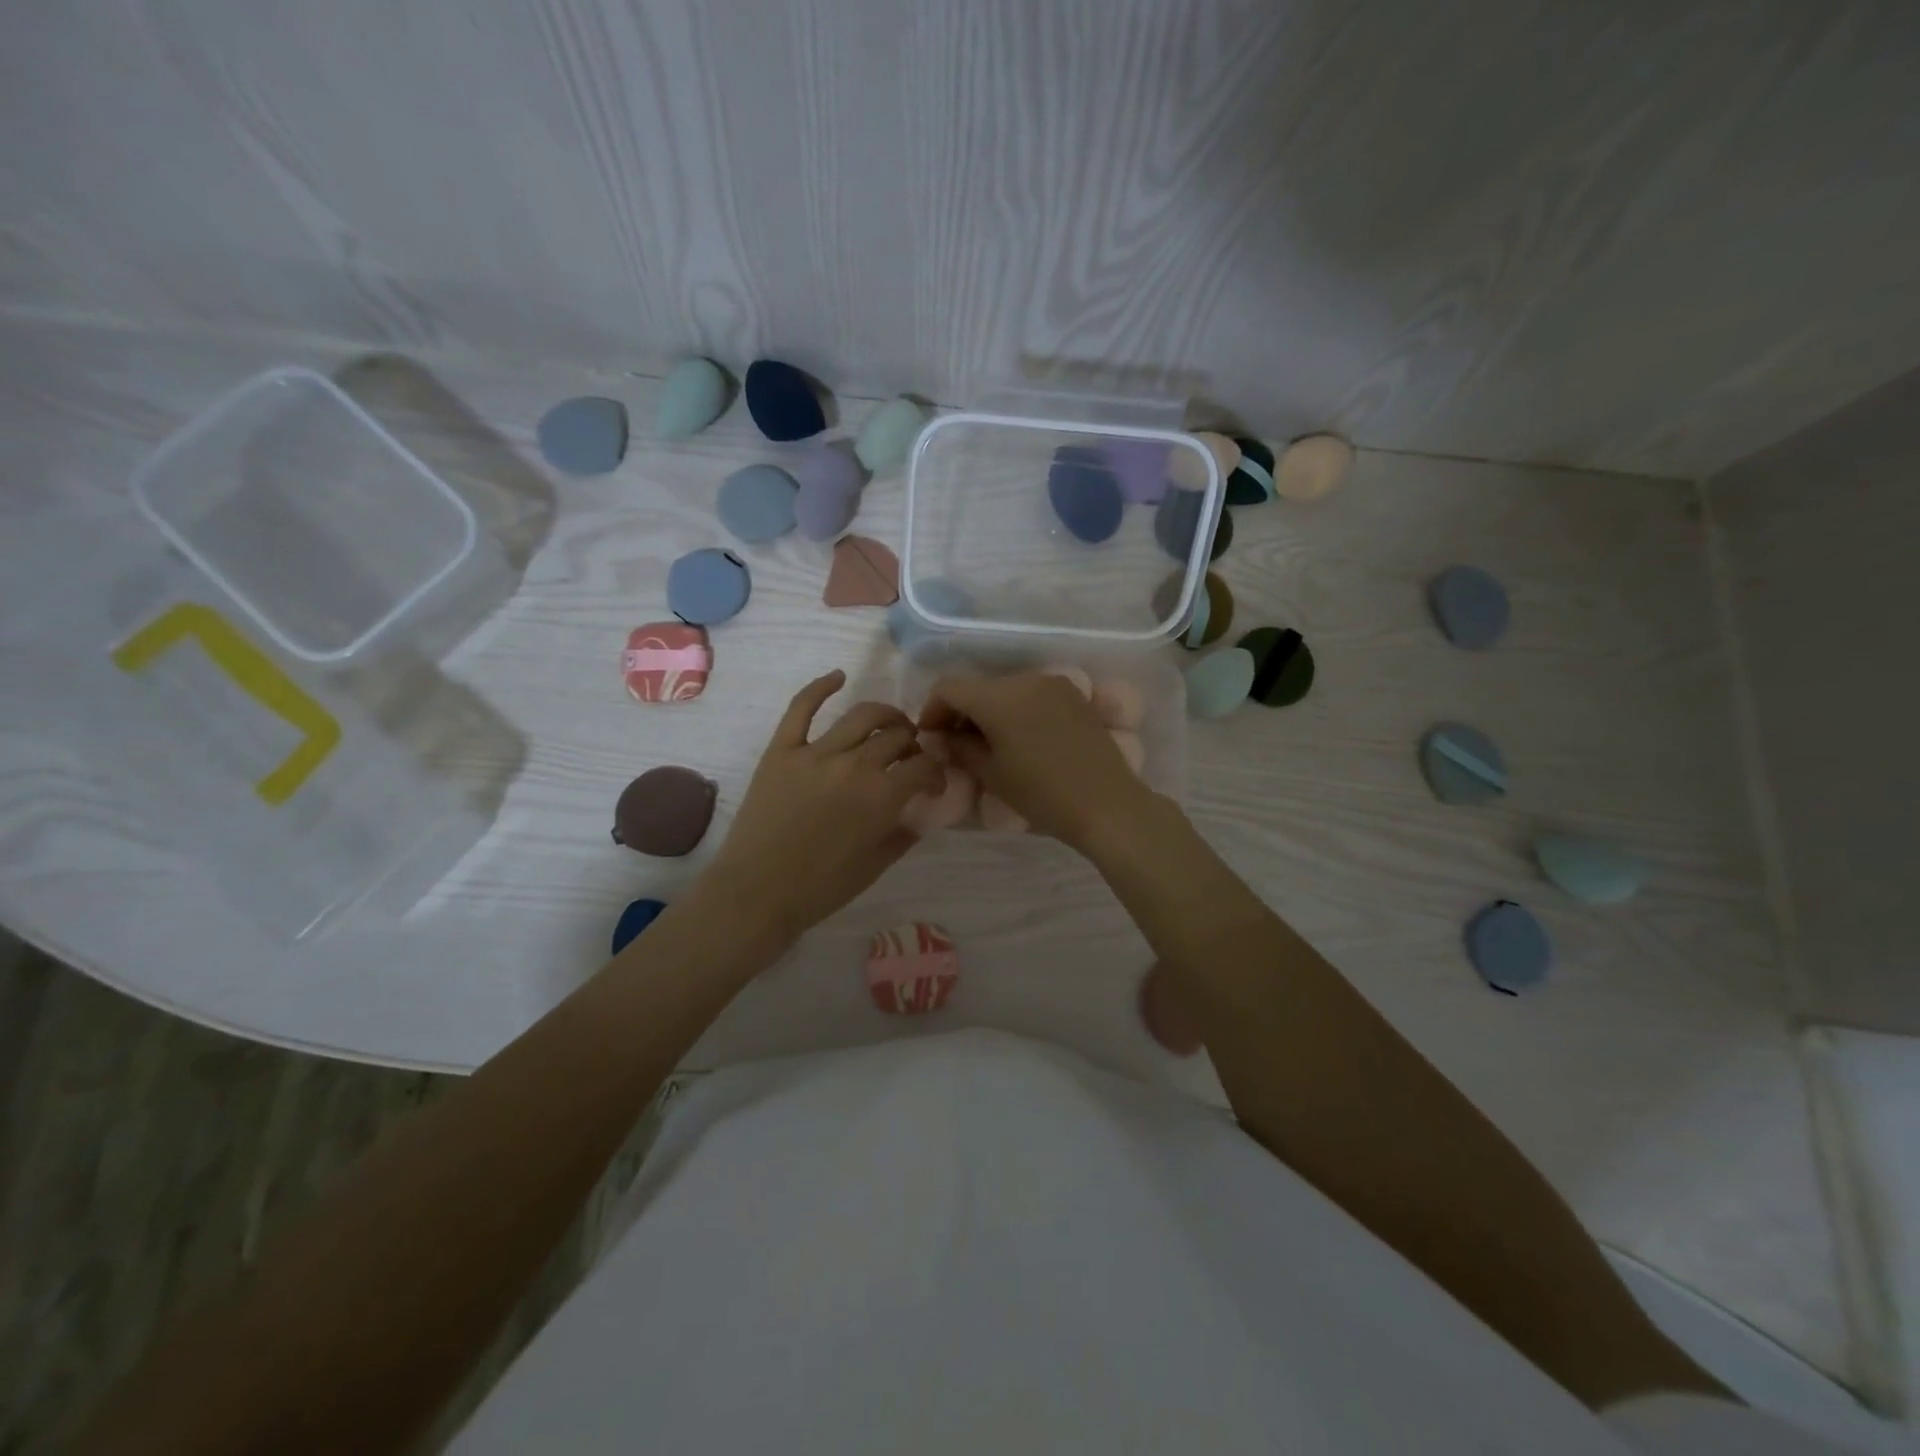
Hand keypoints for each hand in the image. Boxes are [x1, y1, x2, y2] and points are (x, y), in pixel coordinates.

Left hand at [708, 670, 944, 940]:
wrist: (756, 893)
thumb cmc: (820, 889)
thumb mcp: (876, 865)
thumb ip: (905, 832)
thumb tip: (922, 810)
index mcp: (882, 797)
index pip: (924, 767)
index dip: (936, 772)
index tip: (932, 783)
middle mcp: (854, 765)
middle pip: (897, 737)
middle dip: (913, 744)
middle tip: (910, 757)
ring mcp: (815, 753)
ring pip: (862, 715)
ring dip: (885, 715)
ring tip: (890, 724)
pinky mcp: (781, 750)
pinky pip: (802, 707)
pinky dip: (821, 686)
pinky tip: (839, 676)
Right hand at [918, 671, 1154, 850]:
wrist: (1108, 805)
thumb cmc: (1043, 795)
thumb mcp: (992, 774)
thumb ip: (959, 748)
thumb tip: (937, 738)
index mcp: (1000, 696)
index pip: (949, 688)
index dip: (932, 710)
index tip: (930, 738)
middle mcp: (1027, 679)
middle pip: (978, 686)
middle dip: (960, 711)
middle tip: (955, 745)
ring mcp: (1054, 684)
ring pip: (1005, 690)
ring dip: (988, 711)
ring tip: (987, 745)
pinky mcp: (1074, 696)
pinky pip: (1031, 695)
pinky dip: (1015, 711)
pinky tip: (1018, 739)